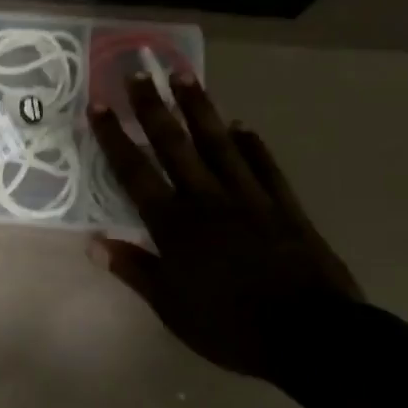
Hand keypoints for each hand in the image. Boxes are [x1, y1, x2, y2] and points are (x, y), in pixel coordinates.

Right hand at [87, 71, 360, 379]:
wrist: (312, 336)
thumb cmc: (231, 326)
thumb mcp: (171, 308)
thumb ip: (135, 270)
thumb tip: (95, 242)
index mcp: (174, 224)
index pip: (135, 172)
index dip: (114, 137)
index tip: (99, 105)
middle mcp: (206, 199)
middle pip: (174, 145)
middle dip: (152, 107)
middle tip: (138, 71)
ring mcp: (249, 198)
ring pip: (218, 144)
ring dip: (198, 109)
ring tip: (183, 76)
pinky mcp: (284, 206)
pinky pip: (264, 167)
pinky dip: (252, 144)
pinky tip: (242, 125)